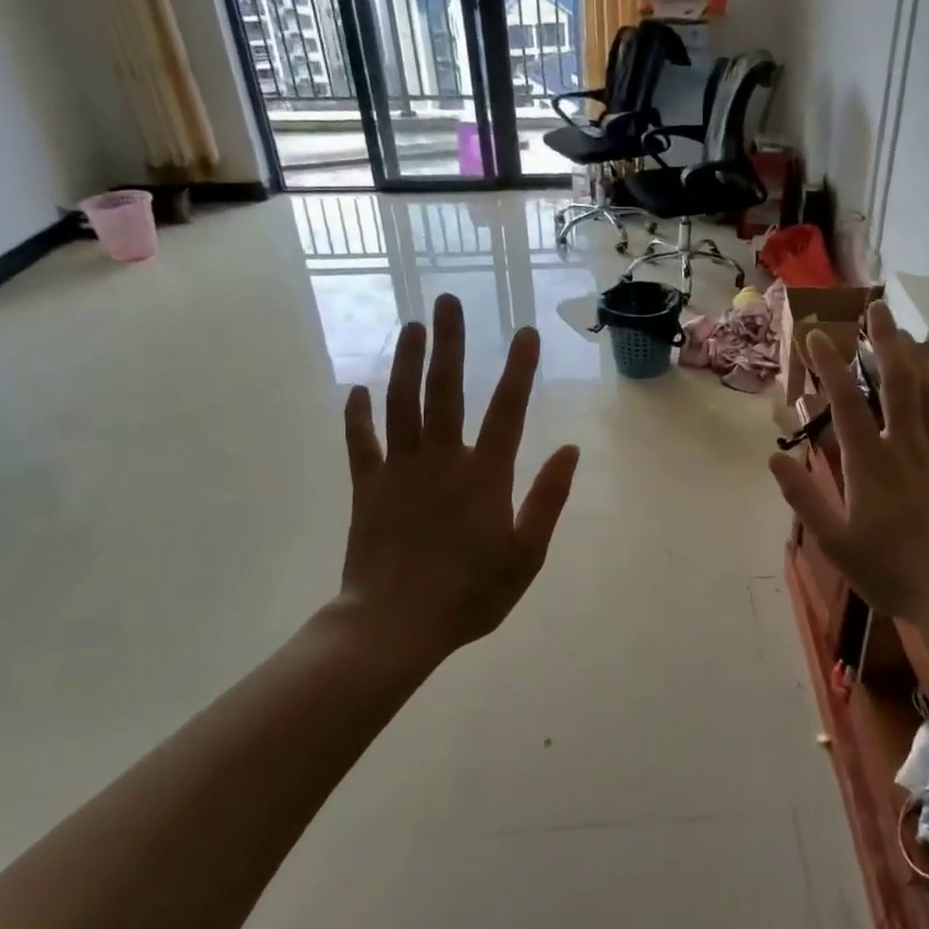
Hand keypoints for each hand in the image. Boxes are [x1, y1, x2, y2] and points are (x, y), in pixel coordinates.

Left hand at [323, 293, 579, 660]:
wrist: (393, 625)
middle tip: (447, 302)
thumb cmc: (469, 594)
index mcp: (484, 476)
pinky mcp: (368, 487)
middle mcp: (442, 460)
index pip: (507, 410)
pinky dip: (358, 415)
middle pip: (446, 391)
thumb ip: (548, 499)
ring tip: (412, 325)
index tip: (526, 332)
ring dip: (407, 363)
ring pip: (402, 404)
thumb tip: (571, 450)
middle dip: (449, 343)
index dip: (519, 369)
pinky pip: (361, 443)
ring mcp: (400, 470)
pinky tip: (358, 389)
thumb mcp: (526, 555)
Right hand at [768, 301, 928, 623]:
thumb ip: (805, 497)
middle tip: (876, 308)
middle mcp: (906, 445)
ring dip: (914, 357)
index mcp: (869, 463)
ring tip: (902, 331)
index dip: (829, 365)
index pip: (844, 402)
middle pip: (895, 381)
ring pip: (928, 391)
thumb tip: (774, 456)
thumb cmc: (894, 572)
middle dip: (882, 342)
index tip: (816, 334)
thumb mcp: (836, 543)